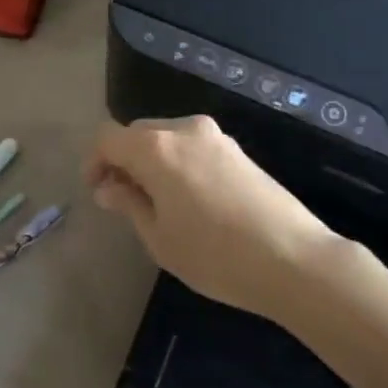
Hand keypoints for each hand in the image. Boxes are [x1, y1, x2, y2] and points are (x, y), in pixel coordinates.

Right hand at [86, 116, 341, 318]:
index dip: (94, 161)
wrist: (293, 258)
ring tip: (154, 202)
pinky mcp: (237, 149)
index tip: (96, 192)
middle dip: (122, 160)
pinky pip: (191, 146)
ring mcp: (215, 136)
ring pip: (166, 137)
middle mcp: (184, 129)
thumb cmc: (215, 254)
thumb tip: (108, 187)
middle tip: (121, 199)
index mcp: (156, 147)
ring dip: (150, 160)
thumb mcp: (159, 238)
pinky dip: (176, 163)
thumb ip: (128, 203)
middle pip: (138, 132)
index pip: (108, 137)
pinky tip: (187, 198)